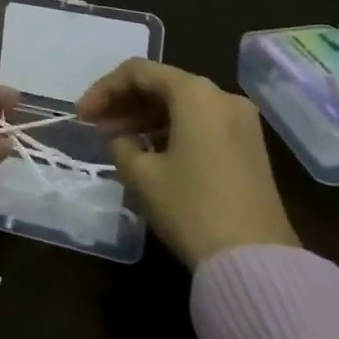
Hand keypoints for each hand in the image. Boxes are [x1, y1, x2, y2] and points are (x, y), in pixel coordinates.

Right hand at [77, 58, 299, 269]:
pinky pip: (201, 123)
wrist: (257, 265)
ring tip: (117, 140)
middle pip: (162, 84)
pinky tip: (149, 152)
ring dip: (146, 117)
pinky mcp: (250, 148)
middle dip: (124, 103)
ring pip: (182, 105)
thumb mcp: (142, 175)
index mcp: (195, 93)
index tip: (81, 116)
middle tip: (95, 126)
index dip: (103, 90)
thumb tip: (119, 137)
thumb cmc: (192, 209)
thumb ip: (120, 144)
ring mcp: (241, 122)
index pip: (137, 73)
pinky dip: (171, 130)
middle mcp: (221, 96)